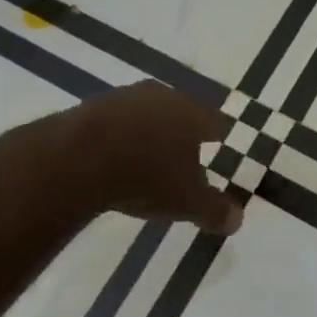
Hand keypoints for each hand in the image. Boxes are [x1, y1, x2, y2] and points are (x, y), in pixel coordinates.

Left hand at [4, 82, 242, 234]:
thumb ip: (214, 210)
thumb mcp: (185, 202)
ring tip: (142, 155)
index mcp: (193, 114)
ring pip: (146, 112)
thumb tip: (238, 219)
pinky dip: (117, 136)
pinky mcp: (92, 105)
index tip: (216, 144)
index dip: (216, 134)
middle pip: (180, 111)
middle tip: (180, 152)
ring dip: (147, 130)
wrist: (78, 158)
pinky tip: (110, 155)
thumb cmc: (146, 177)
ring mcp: (126, 97)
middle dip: (181, 130)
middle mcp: (164, 96)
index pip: (215, 120)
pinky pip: (114, 121)